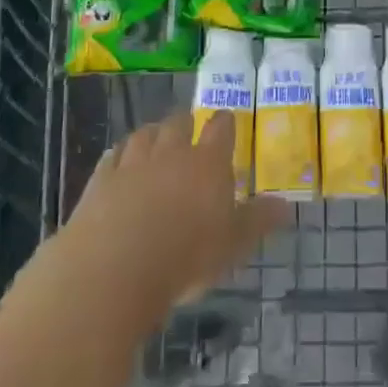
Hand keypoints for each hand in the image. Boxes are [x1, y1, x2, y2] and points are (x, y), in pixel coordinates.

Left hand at [62, 110, 290, 320]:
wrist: (115, 267)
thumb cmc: (186, 257)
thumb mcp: (233, 245)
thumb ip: (258, 221)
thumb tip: (286, 205)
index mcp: (208, 163)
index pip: (221, 129)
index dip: (225, 122)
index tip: (227, 119)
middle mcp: (171, 152)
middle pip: (179, 123)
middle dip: (186, 124)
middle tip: (190, 130)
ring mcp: (133, 162)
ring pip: (144, 134)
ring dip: (153, 134)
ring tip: (156, 139)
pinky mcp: (101, 179)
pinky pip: (113, 155)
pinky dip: (120, 154)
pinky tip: (120, 160)